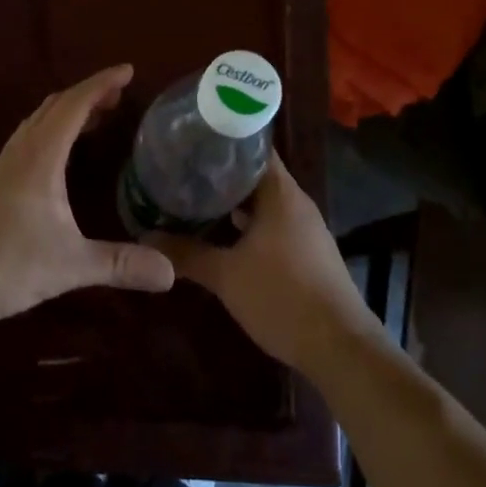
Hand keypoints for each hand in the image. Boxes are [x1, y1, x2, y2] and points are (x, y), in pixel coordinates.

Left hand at [0, 64, 175, 328]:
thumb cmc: (6, 263)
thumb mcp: (70, 264)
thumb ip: (120, 264)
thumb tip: (171, 273)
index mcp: (40, 155)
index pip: (75, 104)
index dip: (102, 83)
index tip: (128, 70)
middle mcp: (20, 151)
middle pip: (54, 106)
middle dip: (88, 95)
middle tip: (117, 96)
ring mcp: (1, 168)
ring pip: (37, 123)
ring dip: (66, 113)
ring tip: (94, 120)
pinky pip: (26, 141)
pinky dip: (50, 133)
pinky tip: (57, 161)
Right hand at [152, 156, 377, 373]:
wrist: (339, 347)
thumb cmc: (282, 297)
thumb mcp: (227, 276)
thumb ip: (187, 253)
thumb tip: (146, 237)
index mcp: (280, 192)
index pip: (251, 147)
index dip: (221, 140)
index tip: (190, 140)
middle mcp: (295, 202)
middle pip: (255, 174)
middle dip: (219, 174)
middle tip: (181, 171)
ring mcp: (304, 228)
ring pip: (262, 202)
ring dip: (232, 202)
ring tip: (193, 200)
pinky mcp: (306, 252)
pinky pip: (271, 224)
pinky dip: (247, 224)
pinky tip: (221, 236)